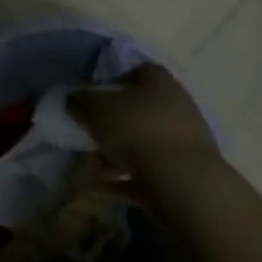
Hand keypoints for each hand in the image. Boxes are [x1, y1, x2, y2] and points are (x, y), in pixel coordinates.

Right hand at [68, 63, 219, 188]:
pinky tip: (106, 189)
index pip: (136, 72)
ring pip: (145, 143)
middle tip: (91, 135)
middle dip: (114, 124)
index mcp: (159, 81)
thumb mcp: (96, 108)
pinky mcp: (188, 175)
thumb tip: (73, 100)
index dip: (112, 83)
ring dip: (119, 154)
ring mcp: (186, 142)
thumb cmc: (138, 131)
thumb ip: (80, 101)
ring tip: (94, 168)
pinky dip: (128, 179)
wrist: (185, 184)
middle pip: (140, 110)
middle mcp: (178, 106)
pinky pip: (151, 173)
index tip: (92, 101)